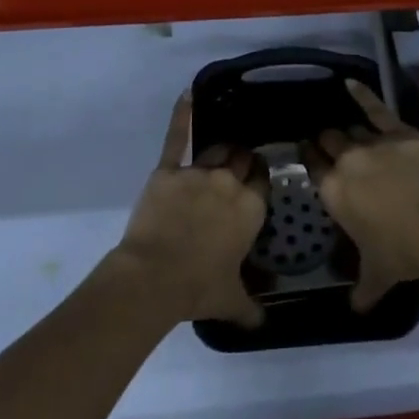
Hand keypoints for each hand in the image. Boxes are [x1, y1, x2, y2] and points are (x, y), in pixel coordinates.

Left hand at [112, 91, 268, 328]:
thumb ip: (252, 307)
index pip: (262, 180)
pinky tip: (186, 94)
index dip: (259, 179)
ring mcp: (198, 173)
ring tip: (221, 152)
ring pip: (217, 150)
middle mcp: (229, 183)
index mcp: (250, 208)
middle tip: (237, 169)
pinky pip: (177, 138)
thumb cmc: (198, 289)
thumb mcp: (232, 300)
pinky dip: (182, 115)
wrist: (153, 278)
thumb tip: (265, 323)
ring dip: (221, 152)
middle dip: (242, 162)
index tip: (256, 180)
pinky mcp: (168, 170)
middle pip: (241, 160)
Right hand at [304, 80, 418, 311]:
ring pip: (351, 128)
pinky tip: (350, 84)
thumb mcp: (377, 275)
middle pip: (328, 141)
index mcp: (332, 192)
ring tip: (345, 130)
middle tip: (328, 143)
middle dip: (326, 141)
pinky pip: (375, 108)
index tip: (307, 151)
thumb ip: (361, 290)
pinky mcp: (398, 131)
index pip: (312, 166)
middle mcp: (346, 161)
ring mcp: (372, 142)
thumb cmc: (402, 252)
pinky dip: (362, 94)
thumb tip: (354, 309)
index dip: (308, 157)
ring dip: (347, 131)